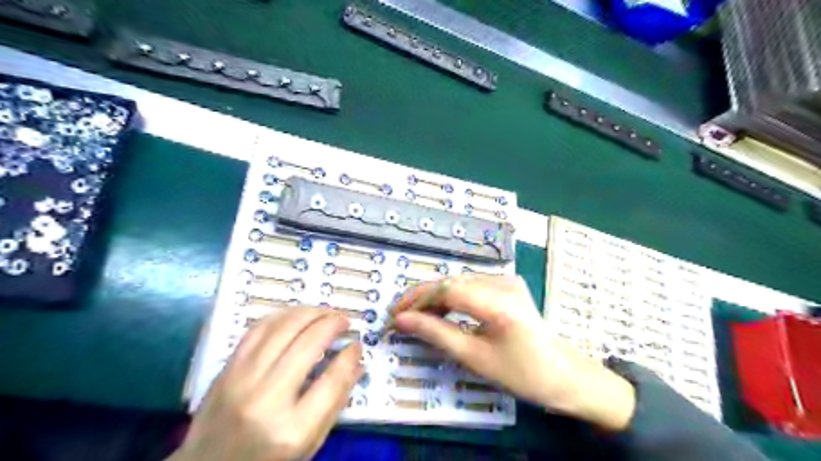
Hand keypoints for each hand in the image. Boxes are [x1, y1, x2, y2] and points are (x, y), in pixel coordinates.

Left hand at [169, 306, 361, 460]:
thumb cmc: (266, 460)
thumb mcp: (309, 444)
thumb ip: (335, 403)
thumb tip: (356, 362)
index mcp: (292, 429)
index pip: (331, 380)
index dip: (350, 356)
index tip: (357, 344)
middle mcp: (266, 399)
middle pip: (308, 344)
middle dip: (332, 324)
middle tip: (345, 321)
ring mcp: (241, 380)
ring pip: (283, 328)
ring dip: (310, 313)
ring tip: (325, 313)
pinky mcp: (226, 368)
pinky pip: (258, 328)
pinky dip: (283, 315)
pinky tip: (297, 315)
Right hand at [395, 274, 637, 432]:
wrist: (563, 374)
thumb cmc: (521, 373)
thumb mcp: (474, 357)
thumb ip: (436, 334)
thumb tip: (402, 321)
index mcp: (498, 302)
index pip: (446, 289)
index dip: (416, 300)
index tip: (395, 315)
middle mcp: (503, 281)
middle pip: (451, 282)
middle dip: (423, 298)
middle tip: (402, 317)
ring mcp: (507, 280)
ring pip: (459, 282)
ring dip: (436, 297)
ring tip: (418, 317)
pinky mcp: (508, 284)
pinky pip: (471, 285)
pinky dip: (452, 297)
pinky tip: (442, 312)